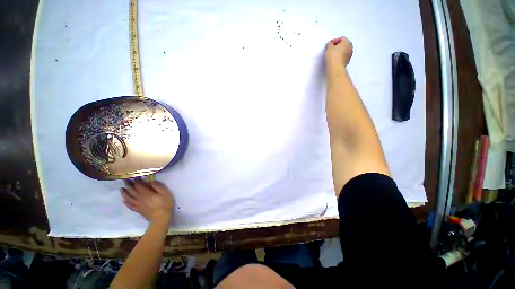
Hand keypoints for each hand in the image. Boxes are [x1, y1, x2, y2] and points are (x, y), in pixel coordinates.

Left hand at [121, 179, 174, 223]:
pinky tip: (124, 201)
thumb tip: (152, 181)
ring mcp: (138, 205)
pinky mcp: (138, 210)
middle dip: (128, 185)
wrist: (161, 218)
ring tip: (121, 189)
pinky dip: (126, 202)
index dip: (136, 181)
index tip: (134, 177)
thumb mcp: (166, 193)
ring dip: (125, 193)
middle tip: (125, 181)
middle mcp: (141, 198)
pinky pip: (130, 206)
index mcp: (147, 194)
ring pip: (129, 198)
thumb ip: (159, 187)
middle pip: (132, 191)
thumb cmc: (165, 204)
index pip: (139, 186)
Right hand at [325, 36, 352, 68]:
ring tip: (332, 55)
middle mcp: (350, 47)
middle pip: (344, 44)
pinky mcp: (347, 62)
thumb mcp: (328, 47)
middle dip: (338, 46)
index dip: (334, 40)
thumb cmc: (333, 55)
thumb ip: (330, 44)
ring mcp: (349, 55)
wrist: (335, 67)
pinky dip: (339, 57)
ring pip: (344, 51)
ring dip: (339, 52)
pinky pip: (343, 57)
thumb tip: (330, 45)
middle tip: (331, 49)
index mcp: (347, 41)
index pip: (341, 38)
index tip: (329, 44)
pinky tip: (334, 60)